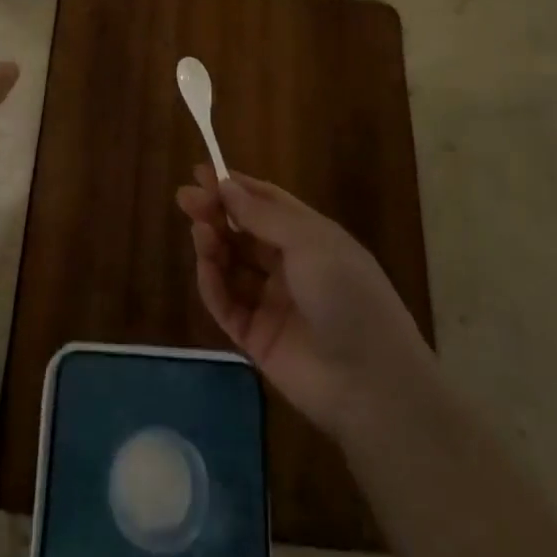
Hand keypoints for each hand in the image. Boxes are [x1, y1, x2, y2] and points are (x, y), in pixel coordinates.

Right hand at [177, 166, 431, 439]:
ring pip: (232, 265)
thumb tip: (226, 185)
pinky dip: (213, 282)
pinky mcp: (256, 338)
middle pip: (244, 232)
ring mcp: (272, 303)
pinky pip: (227, 303)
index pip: (267, 204)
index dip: (235, 187)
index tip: (201, 173)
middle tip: (185, 197)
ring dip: (213, 243)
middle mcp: (290, 266)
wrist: (370, 382)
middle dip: (216, 212)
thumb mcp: (309, 242)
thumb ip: (262, 215)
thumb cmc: (347, 293)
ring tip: (199, 230)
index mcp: (310, 238)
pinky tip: (205, 264)